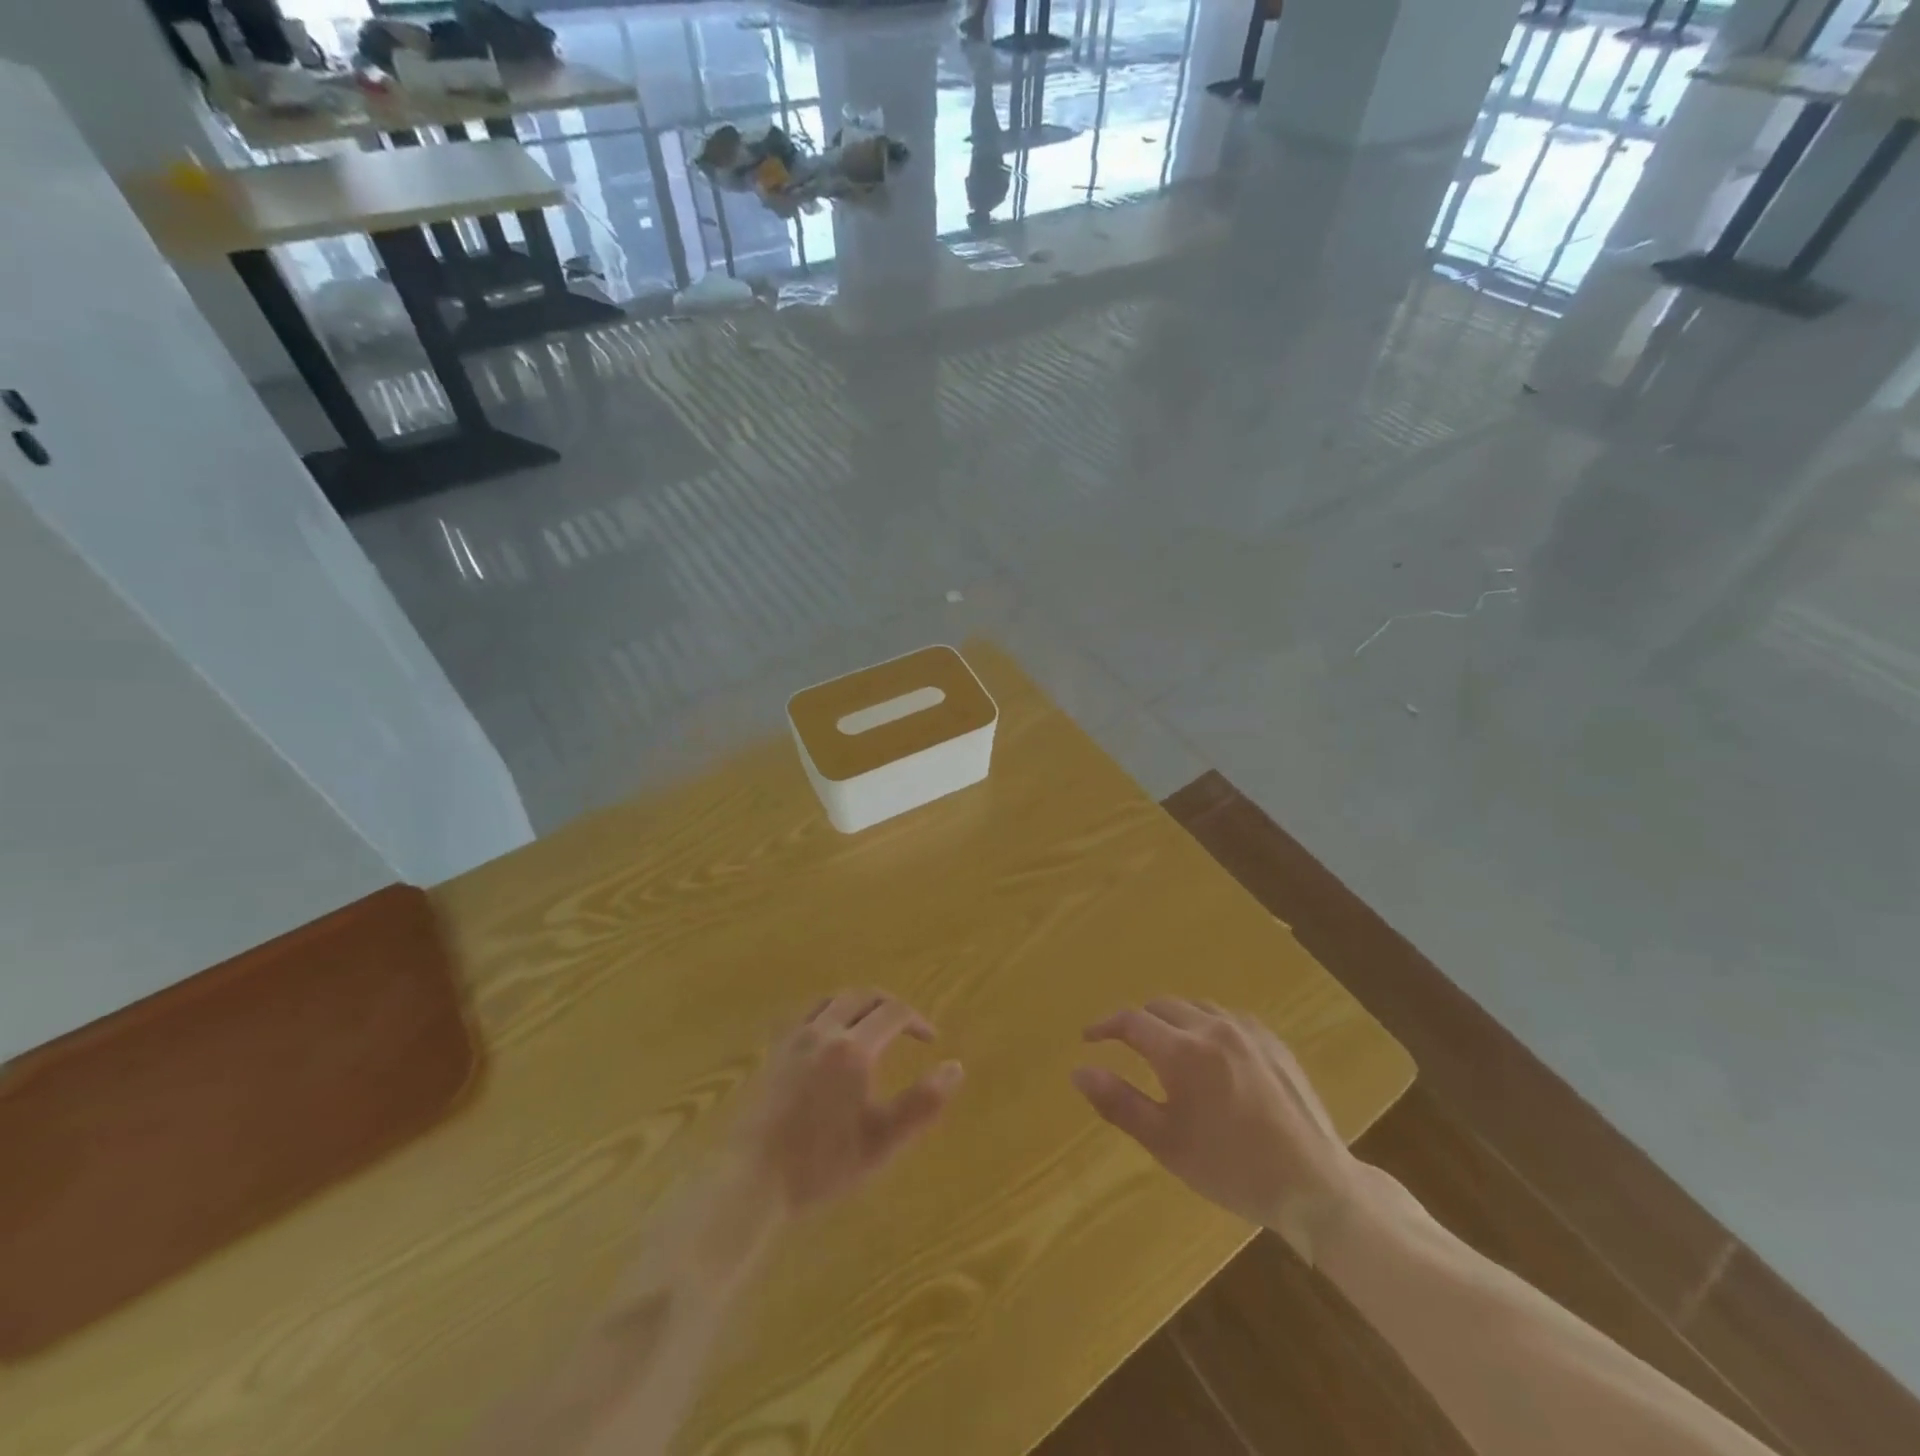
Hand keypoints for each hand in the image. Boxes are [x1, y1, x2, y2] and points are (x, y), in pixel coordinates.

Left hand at [730, 990, 963, 1215]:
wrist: (751, 1179)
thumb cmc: (822, 1163)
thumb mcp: (882, 1140)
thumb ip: (923, 1103)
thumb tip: (956, 1068)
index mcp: (853, 1048)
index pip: (893, 1013)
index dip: (916, 1020)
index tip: (930, 1040)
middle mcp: (823, 1031)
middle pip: (861, 996)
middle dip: (888, 1004)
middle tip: (905, 1024)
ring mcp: (793, 1039)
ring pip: (831, 1001)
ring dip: (857, 1004)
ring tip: (870, 1025)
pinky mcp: (773, 1053)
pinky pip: (806, 1015)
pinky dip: (828, 1014)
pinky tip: (828, 1040)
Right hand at [1071, 999, 1363, 1261]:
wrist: (1315, 1184)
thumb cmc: (1232, 1168)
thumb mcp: (1166, 1143)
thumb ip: (1118, 1102)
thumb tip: (1078, 1071)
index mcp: (1182, 1051)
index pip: (1131, 1021)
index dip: (1105, 1026)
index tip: (1089, 1039)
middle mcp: (1211, 1028)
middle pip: (1162, 1006)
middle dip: (1138, 1021)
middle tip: (1125, 1046)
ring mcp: (1247, 1031)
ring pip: (1195, 1007)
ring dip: (1172, 1019)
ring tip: (1166, 1047)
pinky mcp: (1273, 1041)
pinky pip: (1227, 1017)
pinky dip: (1206, 1024)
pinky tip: (1211, 1052)